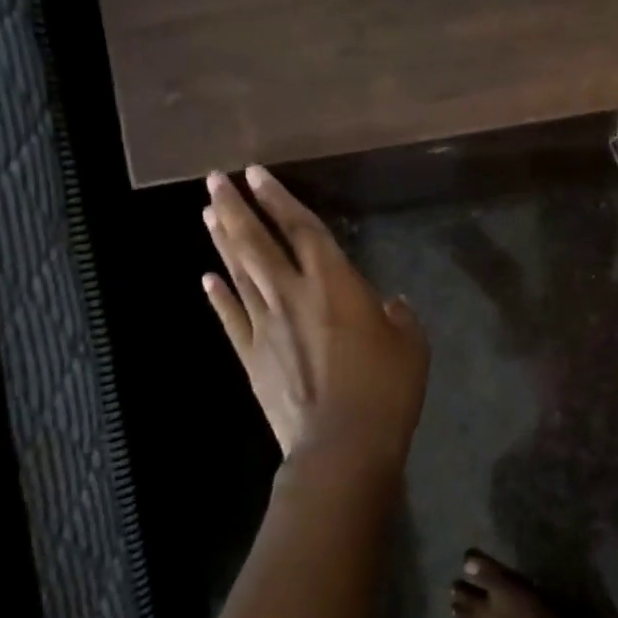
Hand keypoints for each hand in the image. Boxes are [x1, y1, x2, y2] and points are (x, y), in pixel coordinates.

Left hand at [202, 167, 429, 480]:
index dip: (279, 199)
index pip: (301, 228)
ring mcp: (265, 326)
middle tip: (214, 181)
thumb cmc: (386, 388)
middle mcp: (292, 294)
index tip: (255, 174)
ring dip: (223, 241)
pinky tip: (206, 279)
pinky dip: (218, 296)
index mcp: (334, 283)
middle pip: (257, 243)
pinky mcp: (252, 357)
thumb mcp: (411, 344)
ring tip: (209, 214)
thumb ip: (398, 317)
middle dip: (236, 208)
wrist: (342, 444)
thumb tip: (390, 304)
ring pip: (239, 273)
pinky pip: (231, 318)